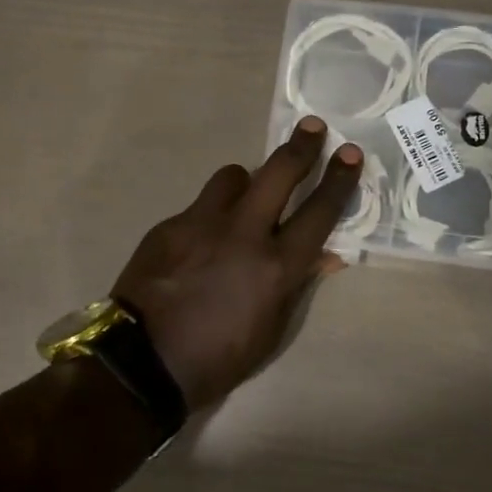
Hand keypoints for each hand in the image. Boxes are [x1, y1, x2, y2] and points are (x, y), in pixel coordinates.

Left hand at [113, 118, 362, 408]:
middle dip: (301, 147)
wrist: (142, 364)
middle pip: (278, 173)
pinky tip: (199, 243)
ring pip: (232, 177)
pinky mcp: (168, 226)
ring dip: (246, 183)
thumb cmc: (218, 358)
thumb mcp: (271, 331)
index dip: (339, 180)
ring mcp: (201, 224)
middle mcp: (243, 234)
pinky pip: (198, 206)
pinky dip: (210, 216)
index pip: (319, 212)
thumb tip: (325, 255)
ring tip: (244, 199)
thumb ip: (297, 285)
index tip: (349, 154)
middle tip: (312, 127)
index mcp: (276, 267)